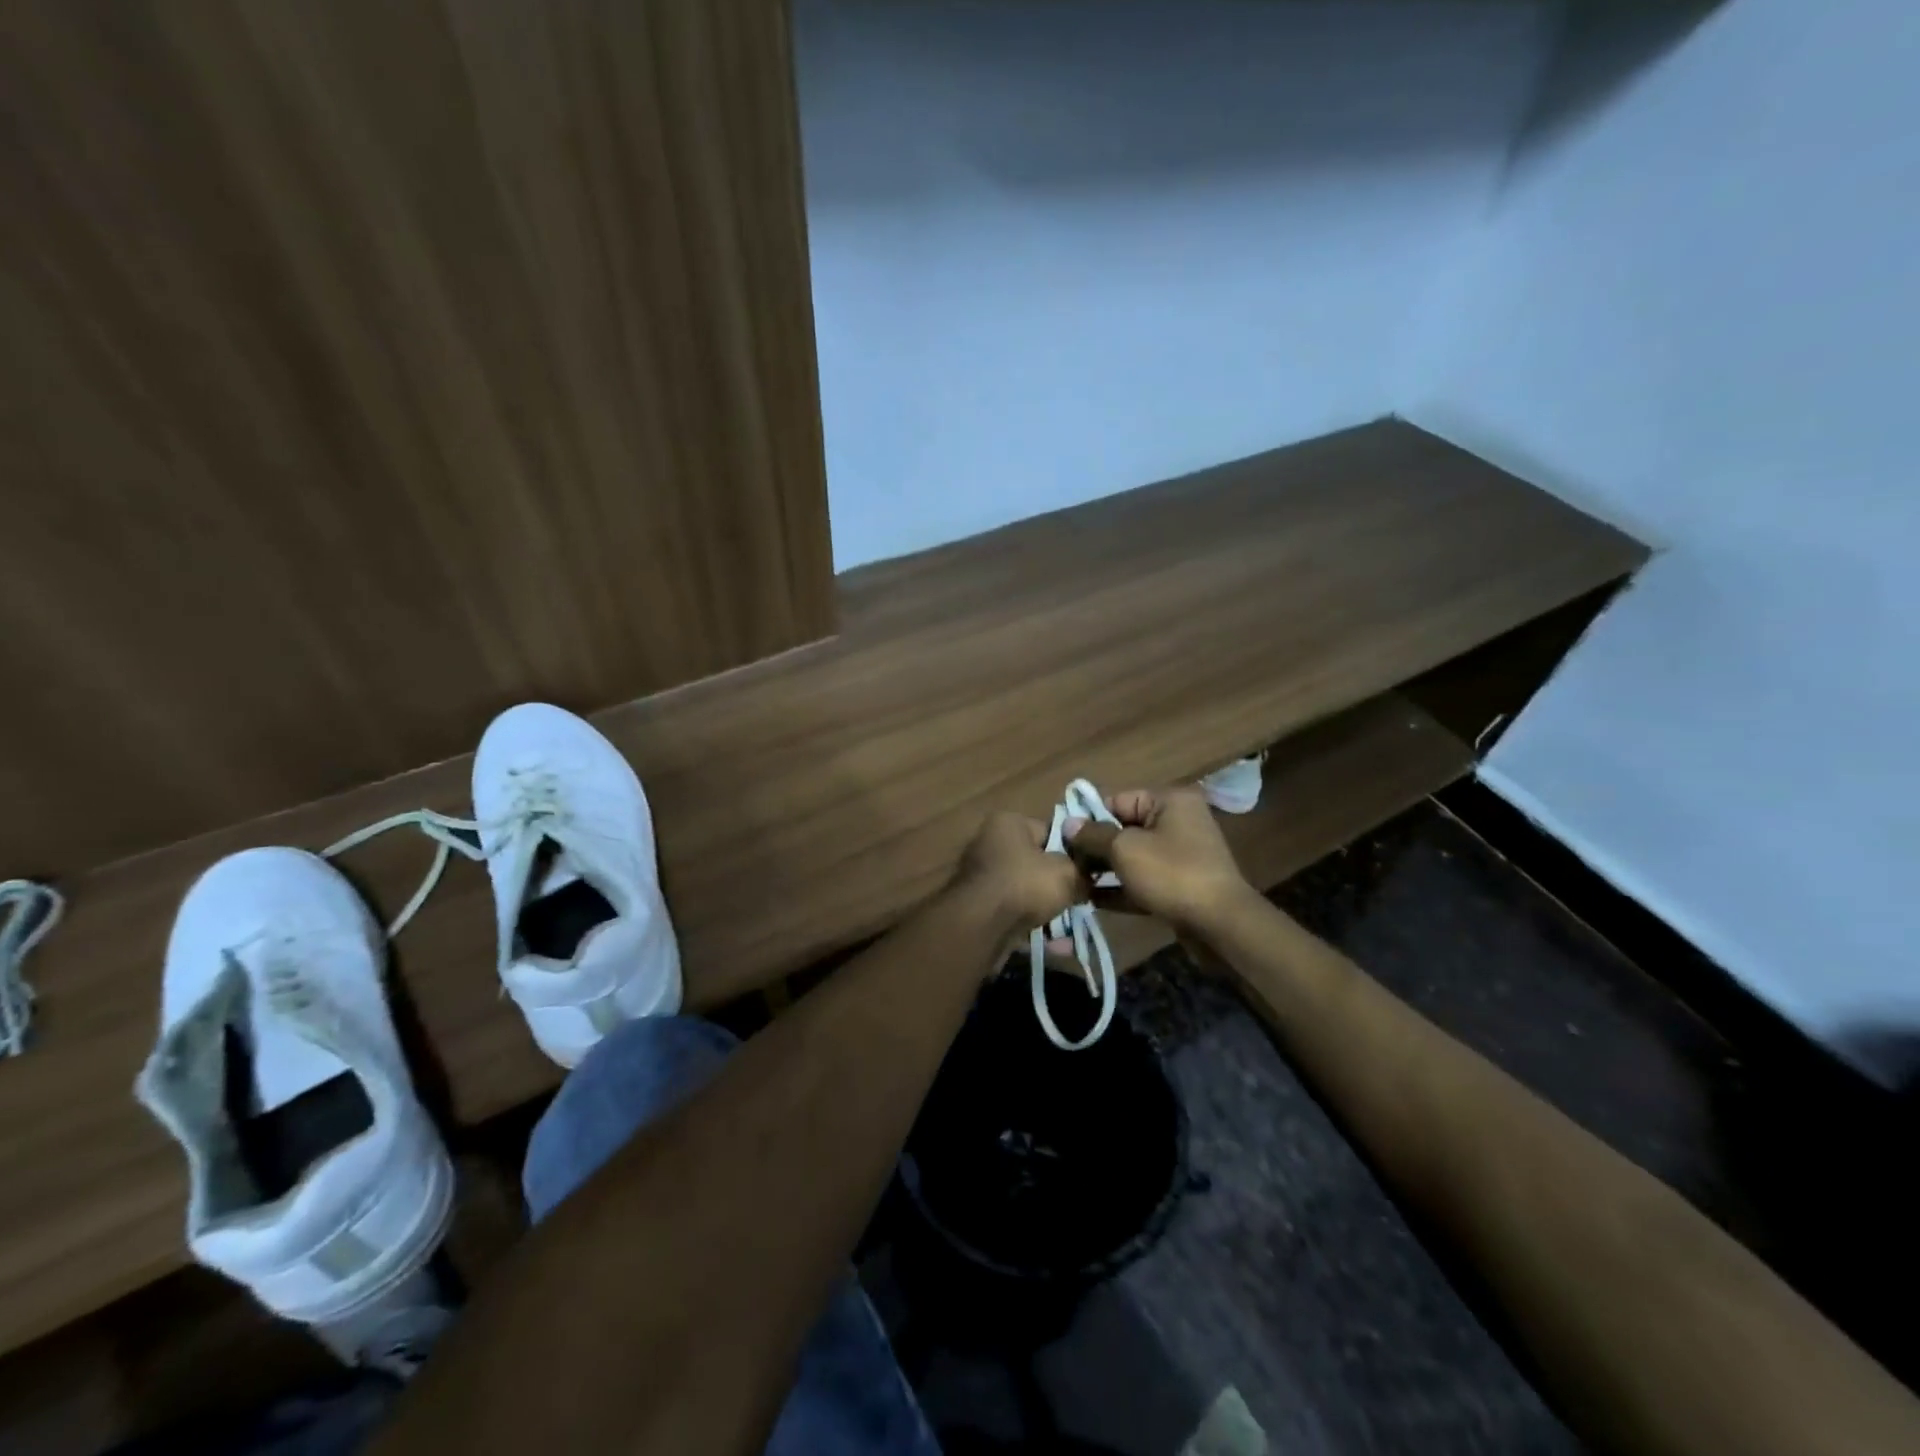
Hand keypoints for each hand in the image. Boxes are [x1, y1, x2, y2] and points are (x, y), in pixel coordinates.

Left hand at [952, 810, 1085, 934]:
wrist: (981, 926)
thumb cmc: (1025, 884)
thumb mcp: (1068, 873)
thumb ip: (1082, 872)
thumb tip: (1087, 879)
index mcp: (1008, 823)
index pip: (1051, 831)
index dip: (1073, 852)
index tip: (1088, 872)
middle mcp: (990, 843)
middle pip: (1037, 863)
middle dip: (1058, 884)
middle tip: (1080, 900)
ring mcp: (982, 876)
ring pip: (1026, 891)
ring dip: (1048, 909)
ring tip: (1069, 926)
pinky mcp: (979, 906)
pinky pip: (1015, 912)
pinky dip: (1032, 925)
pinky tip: (1054, 944)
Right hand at [1066, 785, 1249, 932]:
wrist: (1220, 924)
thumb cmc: (1171, 874)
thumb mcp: (1125, 850)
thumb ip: (1093, 835)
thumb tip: (1068, 824)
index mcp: (1169, 801)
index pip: (1117, 800)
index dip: (1088, 818)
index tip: (1061, 837)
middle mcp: (1177, 821)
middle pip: (1123, 828)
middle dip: (1094, 846)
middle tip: (1064, 863)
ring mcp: (1180, 855)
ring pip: (1132, 856)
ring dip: (1104, 869)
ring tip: (1073, 882)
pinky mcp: (1179, 884)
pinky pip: (1142, 880)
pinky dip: (1120, 888)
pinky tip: (1091, 901)